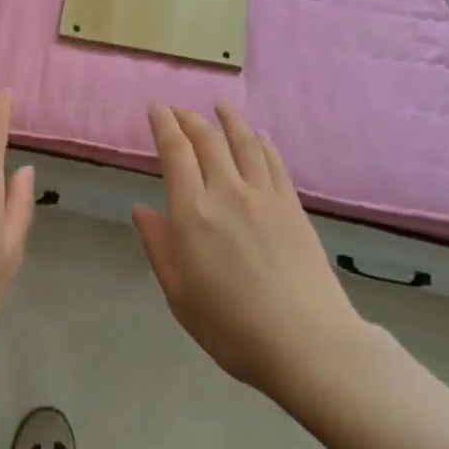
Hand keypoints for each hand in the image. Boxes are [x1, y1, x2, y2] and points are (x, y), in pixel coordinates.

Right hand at [134, 104, 363, 399]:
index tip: (156, 108)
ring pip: (243, 143)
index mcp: (193, 212)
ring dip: (228, 119)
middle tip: (179, 109)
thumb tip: (141, 209)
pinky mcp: (292, 206)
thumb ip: (159, 246)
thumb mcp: (180, 295)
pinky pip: (274, 163)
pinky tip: (259, 136)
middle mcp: (227, 192)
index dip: (164, 125)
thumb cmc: (232, 328)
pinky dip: (263, 143)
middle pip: (207, 140)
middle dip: (190, 119)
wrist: (307, 343)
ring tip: (219, 105)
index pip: (175, 153)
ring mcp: (264, 196)